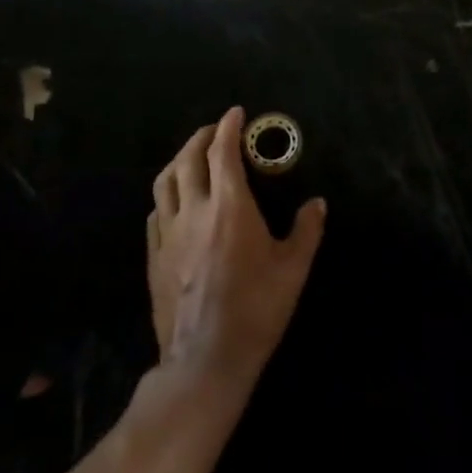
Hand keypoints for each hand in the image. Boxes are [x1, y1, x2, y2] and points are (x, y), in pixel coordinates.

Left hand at [147, 108, 325, 396]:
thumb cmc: (256, 310)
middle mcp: (194, 210)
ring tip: (192, 156)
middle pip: (189, 158)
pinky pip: (156, 212)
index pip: (223, 152)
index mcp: (229, 206)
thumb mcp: (293, 269)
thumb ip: (306, 230)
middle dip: (202, 137)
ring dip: (179, 160)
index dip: (229, 127)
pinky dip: (166, 194)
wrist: (205, 358)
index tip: (236, 114)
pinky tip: (175, 201)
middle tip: (216, 131)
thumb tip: (317, 203)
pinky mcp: (154, 256)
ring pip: (165, 181)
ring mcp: (169, 233)